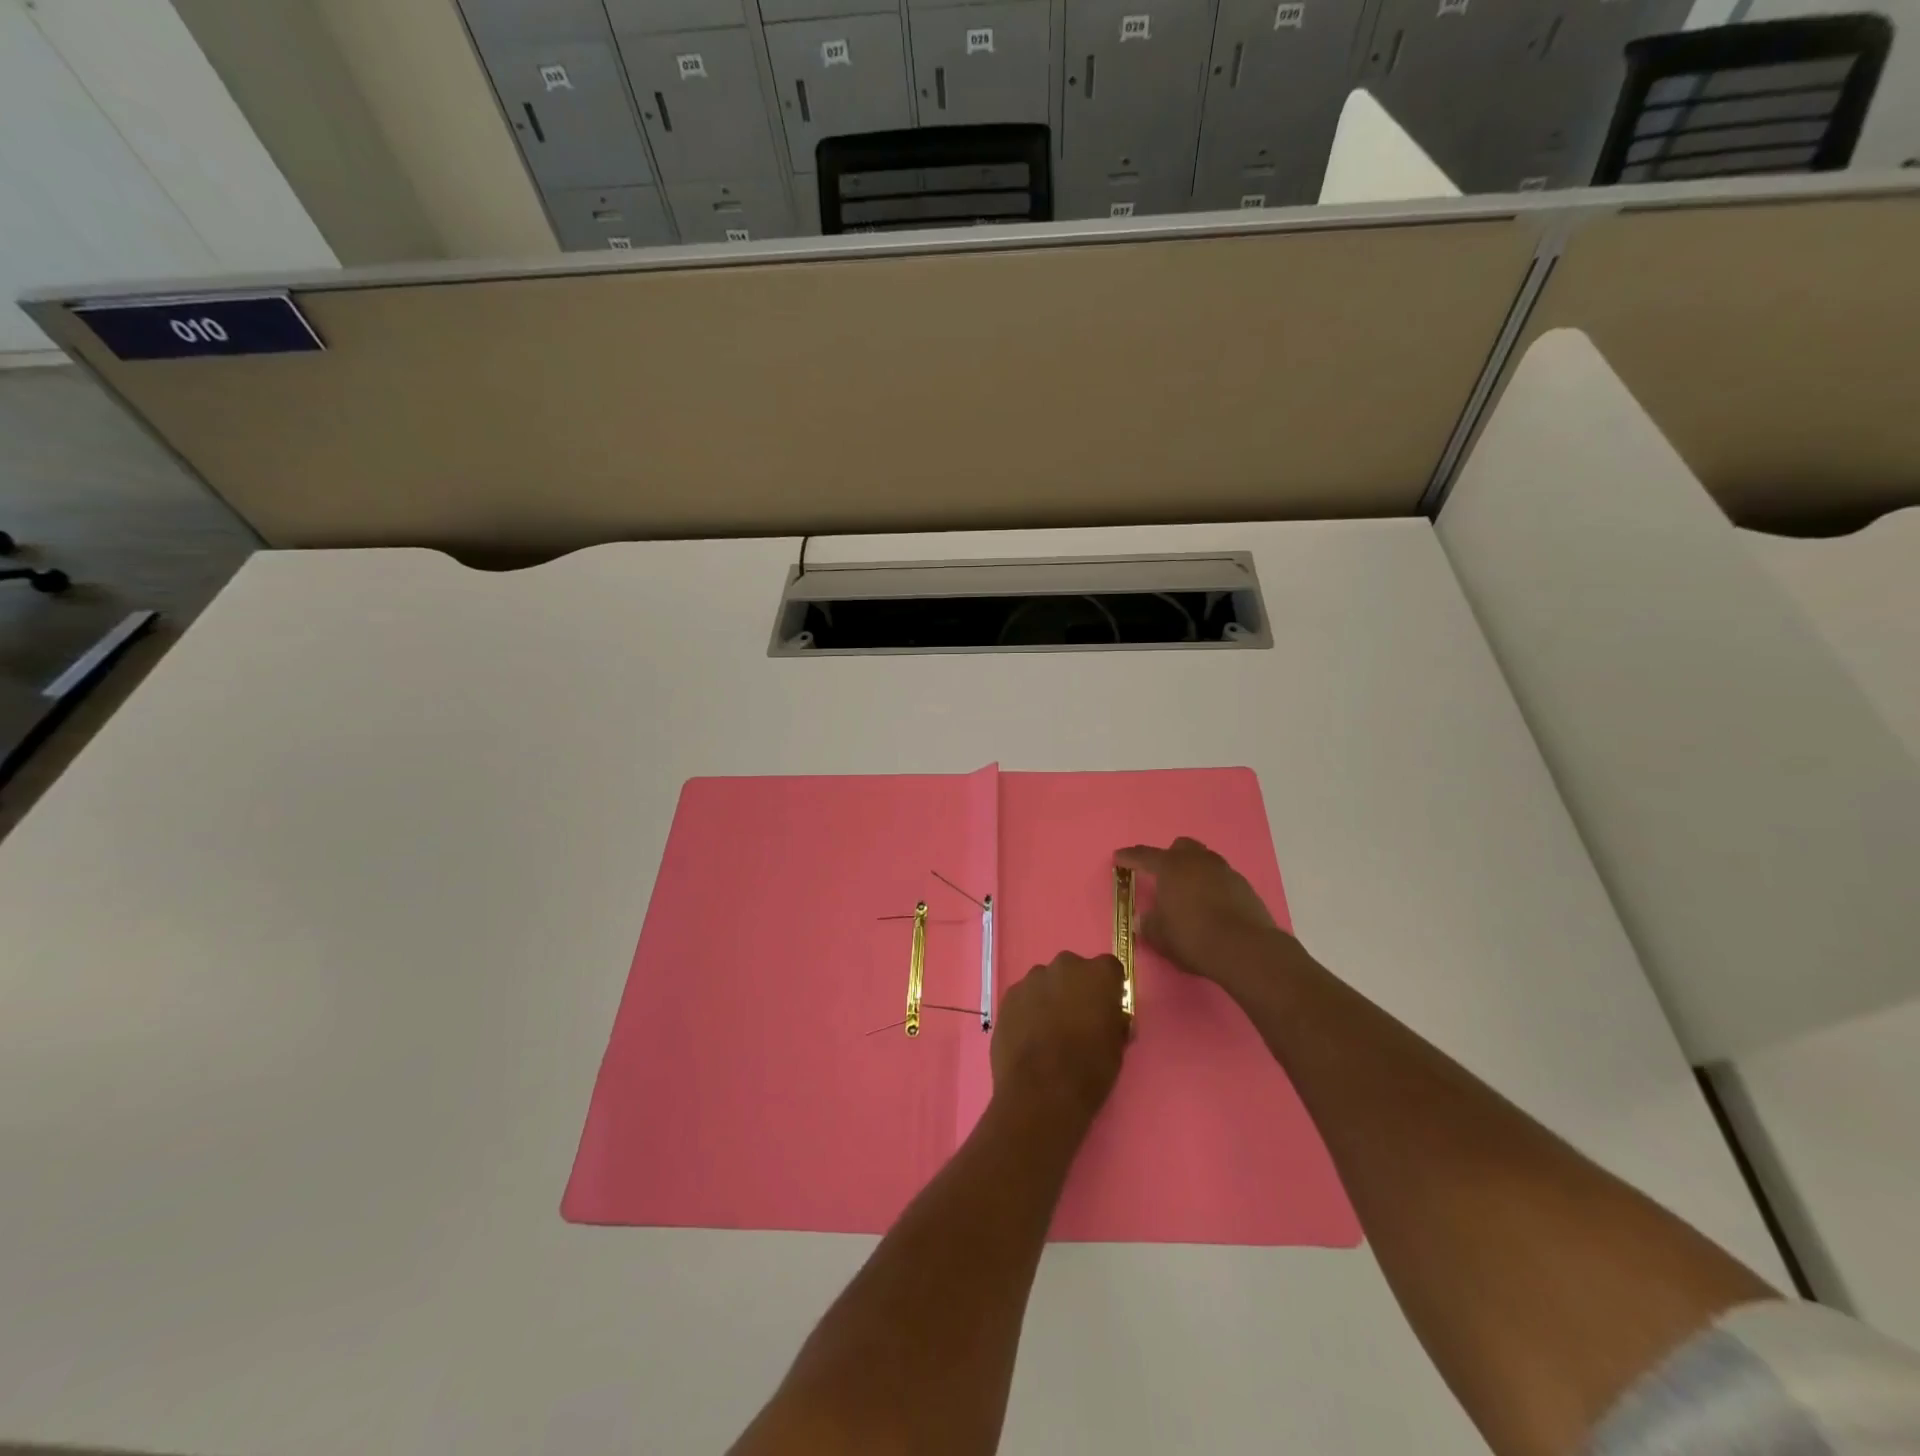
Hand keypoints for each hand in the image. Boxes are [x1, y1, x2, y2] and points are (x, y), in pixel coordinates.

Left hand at [991, 952, 1129, 1120]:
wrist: (1040, 1092)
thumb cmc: (1089, 1071)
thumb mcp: (1117, 1047)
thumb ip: (1113, 1021)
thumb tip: (1108, 1018)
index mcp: (1099, 974)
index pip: (1110, 969)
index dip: (1108, 990)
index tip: (1106, 1010)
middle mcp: (1065, 965)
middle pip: (1074, 971)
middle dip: (1076, 989)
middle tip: (1076, 1021)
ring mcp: (1033, 979)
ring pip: (1046, 982)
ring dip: (1050, 998)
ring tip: (1048, 1033)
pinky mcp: (1009, 995)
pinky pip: (1025, 997)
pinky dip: (1028, 1010)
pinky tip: (1029, 1037)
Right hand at [1115, 838, 1285, 986]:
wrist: (1244, 949)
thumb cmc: (1192, 937)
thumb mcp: (1160, 936)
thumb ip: (1148, 924)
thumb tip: (1144, 920)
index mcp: (1171, 867)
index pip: (1144, 856)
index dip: (1129, 857)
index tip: (1119, 857)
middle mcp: (1197, 861)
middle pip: (1180, 847)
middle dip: (1170, 857)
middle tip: (1163, 877)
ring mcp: (1224, 871)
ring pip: (1204, 861)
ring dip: (1194, 871)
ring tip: (1189, 894)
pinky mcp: (1244, 887)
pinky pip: (1222, 879)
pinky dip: (1213, 887)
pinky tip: (1212, 907)